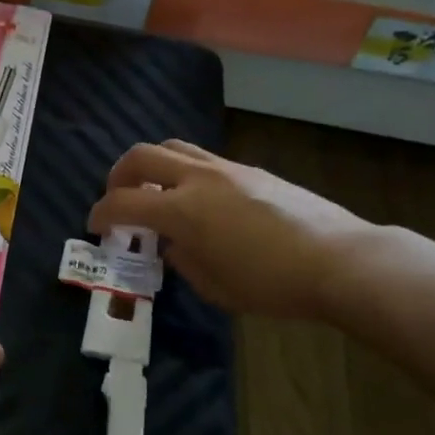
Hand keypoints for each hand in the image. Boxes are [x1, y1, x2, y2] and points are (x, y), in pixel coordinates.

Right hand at [87, 141, 371, 319]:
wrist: (339, 260)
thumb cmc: (271, 283)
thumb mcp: (214, 286)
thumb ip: (182, 260)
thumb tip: (173, 244)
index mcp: (182, 210)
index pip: (122, 202)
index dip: (100, 214)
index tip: (95, 226)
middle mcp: (198, 179)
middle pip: (141, 156)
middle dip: (119, 176)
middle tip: (118, 198)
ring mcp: (226, 168)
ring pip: (173, 147)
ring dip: (152, 165)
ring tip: (153, 190)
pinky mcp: (250, 170)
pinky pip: (202, 159)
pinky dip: (183, 171)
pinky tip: (196, 198)